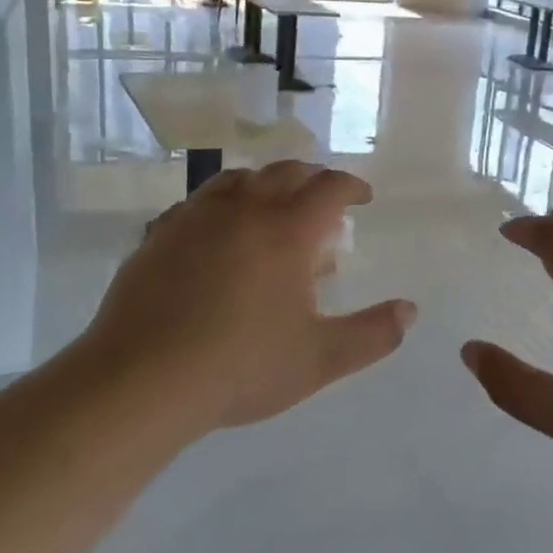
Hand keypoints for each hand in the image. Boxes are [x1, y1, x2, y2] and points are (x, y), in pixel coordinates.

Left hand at [84, 161, 416, 433]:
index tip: (362, 197)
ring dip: (264, 183)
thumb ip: (373, 334)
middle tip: (323, 197)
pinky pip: (199, 203)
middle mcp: (242, 210)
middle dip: (312, 178)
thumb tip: (410, 311)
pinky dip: (222, 204)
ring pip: (237, 179)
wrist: (142, 379)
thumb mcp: (320, 359)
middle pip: (284, 172)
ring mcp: (195, 218)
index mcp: (286, 231)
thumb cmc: (241, 367)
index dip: (351, 186)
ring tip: (272, 206)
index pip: (328, 188)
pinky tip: (219, 233)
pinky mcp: (159, 235)